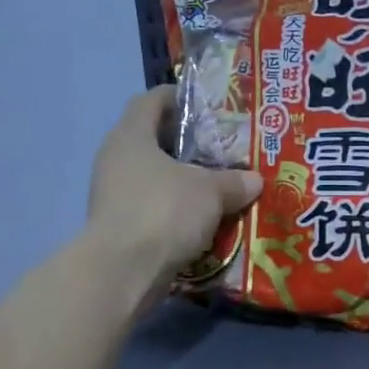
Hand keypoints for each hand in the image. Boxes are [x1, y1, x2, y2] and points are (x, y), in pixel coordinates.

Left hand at [85, 87, 260, 295]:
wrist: (123, 271)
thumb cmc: (164, 211)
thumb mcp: (210, 191)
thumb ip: (233, 181)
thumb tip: (254, 180)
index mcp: (131, 136)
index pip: (151, 100)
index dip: (178, 97)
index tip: (207, 105)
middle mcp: (116, 160)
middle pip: (153, 141)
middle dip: (188, 145)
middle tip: (223, 150)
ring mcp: (114, 195)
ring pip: (155, 178)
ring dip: (184, 182)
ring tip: (220, 187)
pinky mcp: (120, 227)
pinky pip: (154, 208)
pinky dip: (177, 211)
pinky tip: (205, 220)